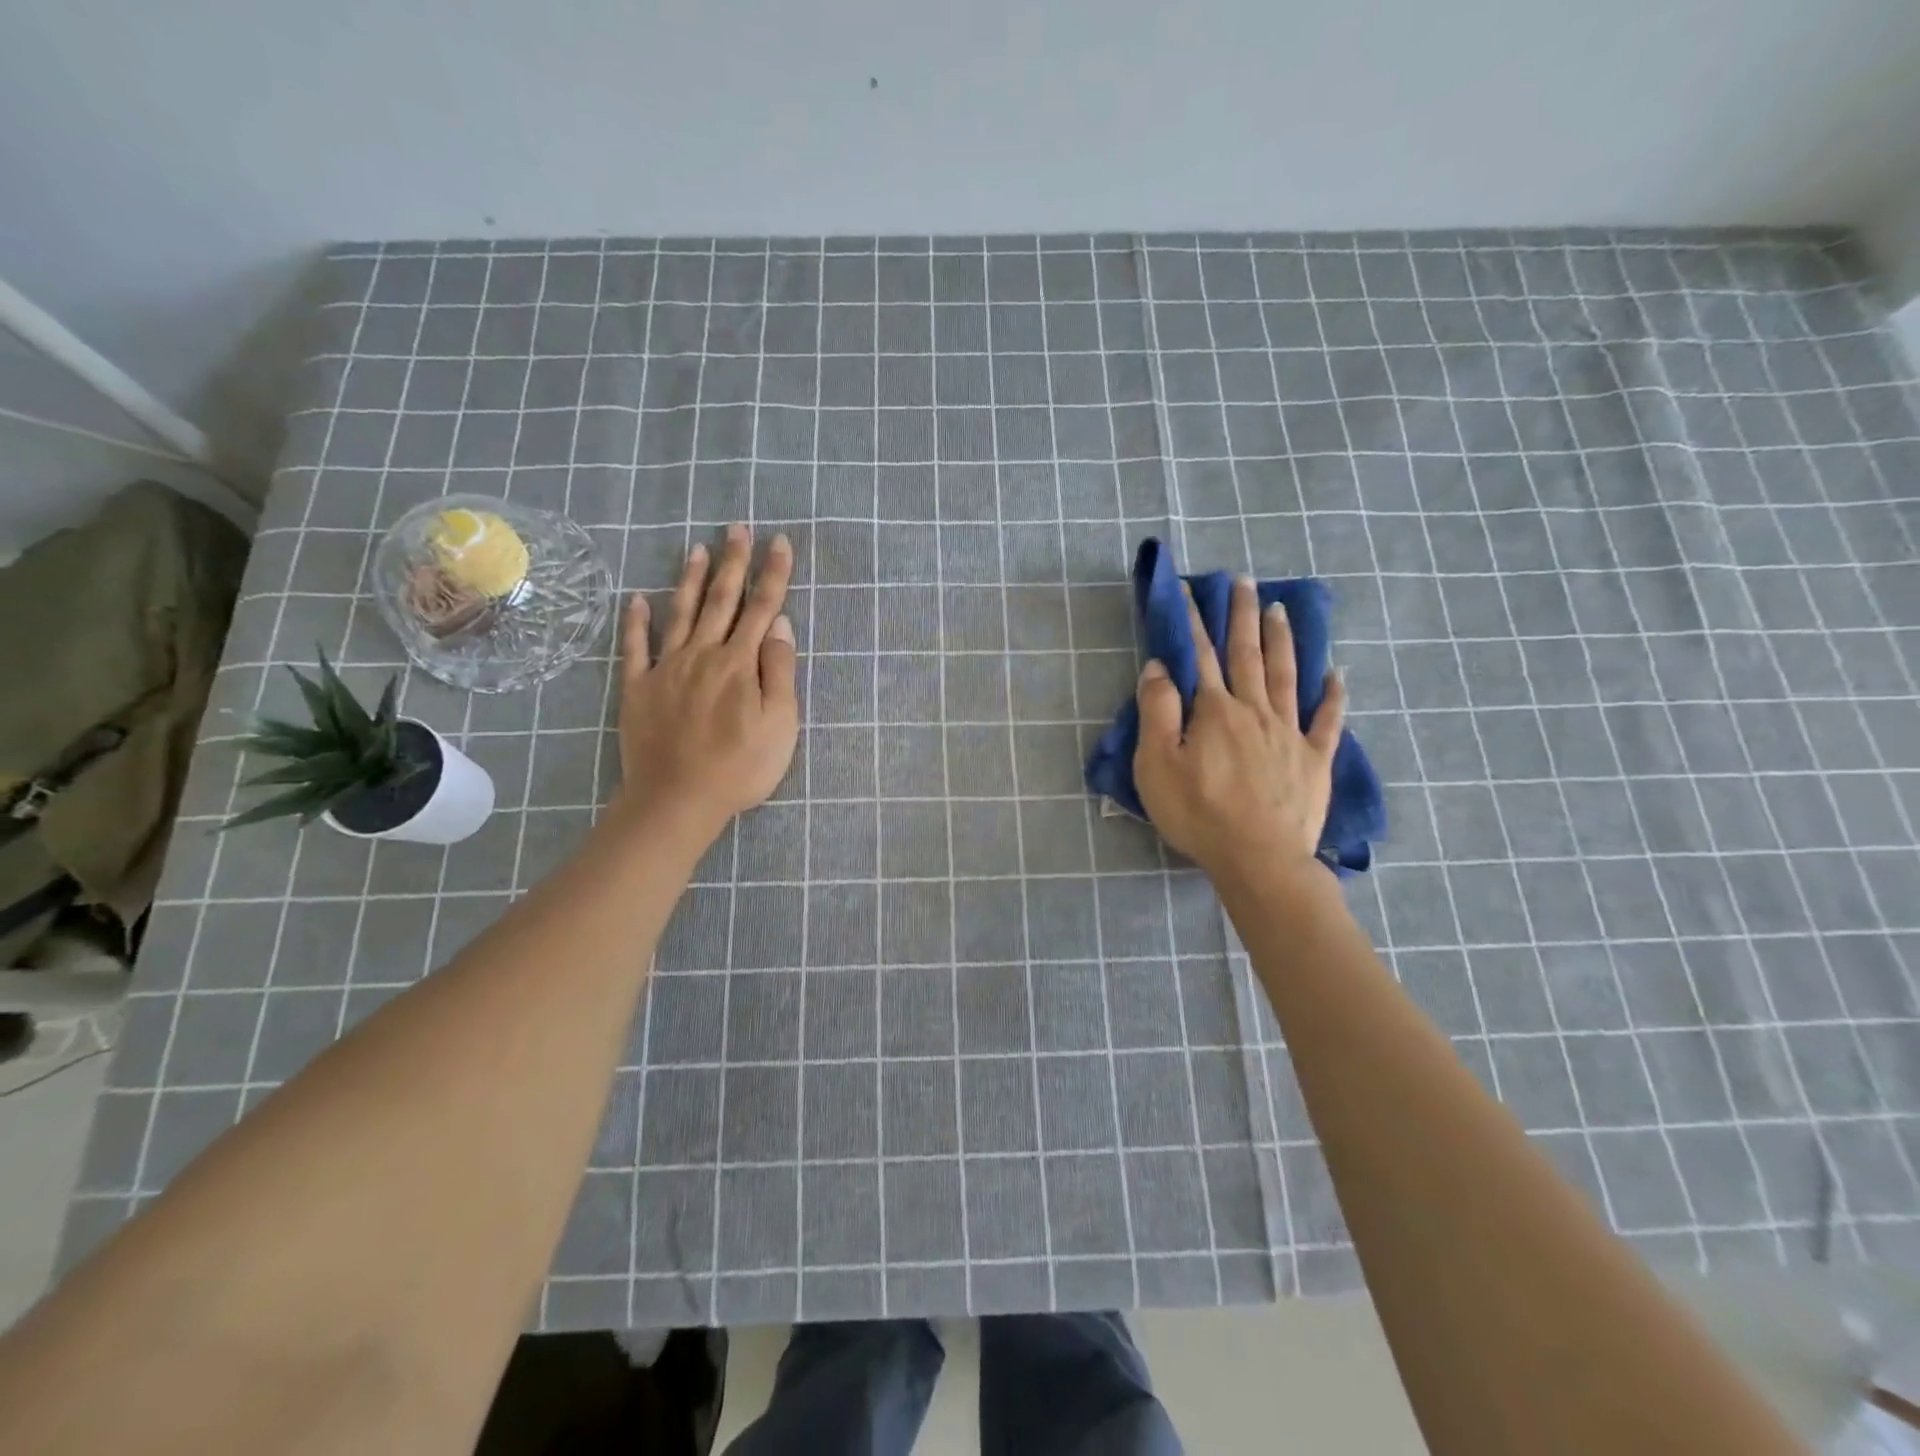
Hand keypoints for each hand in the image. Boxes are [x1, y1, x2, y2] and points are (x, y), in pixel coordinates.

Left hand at [615, 525, 798, 839]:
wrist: (677, 800)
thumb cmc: (740, 768)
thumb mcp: (780, 725)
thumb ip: (779, 672)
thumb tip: (779, 625)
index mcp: (740, 664)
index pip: (762, 608)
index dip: (773, 574)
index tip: (779, 542)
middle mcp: (703, 654)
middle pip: (722, 601)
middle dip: (733, 562)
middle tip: (738, 528)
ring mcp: (667, 668)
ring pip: (681, 613)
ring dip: (691, 580)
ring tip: (698, 548)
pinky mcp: (638, 688)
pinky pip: (635, 646)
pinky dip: (636, 621)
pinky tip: (637, 598)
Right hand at [1133, 576, 1344, 877]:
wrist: (1259, 859)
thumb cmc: (1198, 813)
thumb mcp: (1157, 764)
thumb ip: (1157, 712)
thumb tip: (1159, 667)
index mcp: (1215, 711)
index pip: (1200, 656)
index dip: (1192, 621)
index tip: (1188, 590)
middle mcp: (1255, 711)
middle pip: (1248, 654)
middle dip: (1243, 615)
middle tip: (1244, 581)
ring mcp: (1290, 733)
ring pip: (1287, 675)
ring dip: (1282, 640)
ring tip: (1280, 609)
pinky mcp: (1314, 760)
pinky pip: (1327, 720)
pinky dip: (1332, 695)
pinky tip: (1336, 674)